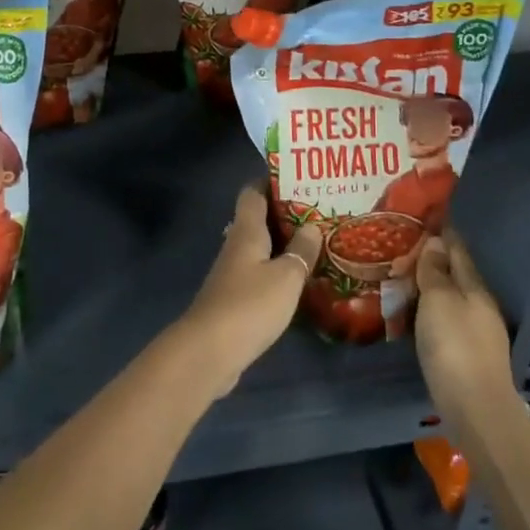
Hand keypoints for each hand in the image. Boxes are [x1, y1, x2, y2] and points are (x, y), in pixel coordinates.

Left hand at [175, 186, 321, 397]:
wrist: (209, 351)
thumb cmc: (249, 305)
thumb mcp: (286, 276)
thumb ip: (302, 250)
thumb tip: (313, 226)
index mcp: (246, 231)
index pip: (253, 192)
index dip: (272, 181)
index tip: (299, 178)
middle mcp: (236, 245)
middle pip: (258, 219)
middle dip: (286, 214)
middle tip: (319, 212)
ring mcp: (233, 273)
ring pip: (260, 248)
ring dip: (284, 244)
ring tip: (317, 242)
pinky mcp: (235, 299)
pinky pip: (259, 273)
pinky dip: (278, 270)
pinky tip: (299, 280)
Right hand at [414, 232, 512, 425]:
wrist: (476, 410)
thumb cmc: (454, 346)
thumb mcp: (439, 300)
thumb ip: (435, 271)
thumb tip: (436, 241)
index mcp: (474, 287)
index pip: (457, 250)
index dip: (442, 233)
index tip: (423, 218)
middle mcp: (479, 306)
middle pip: (455, 275)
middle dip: (432, 261)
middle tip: (402, 250)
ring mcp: (476, 333)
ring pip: (450, 299)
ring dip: (429, 288)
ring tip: (402, 280)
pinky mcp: (467, 356)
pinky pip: (445, 321)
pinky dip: (429, 311)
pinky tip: (414, 315)